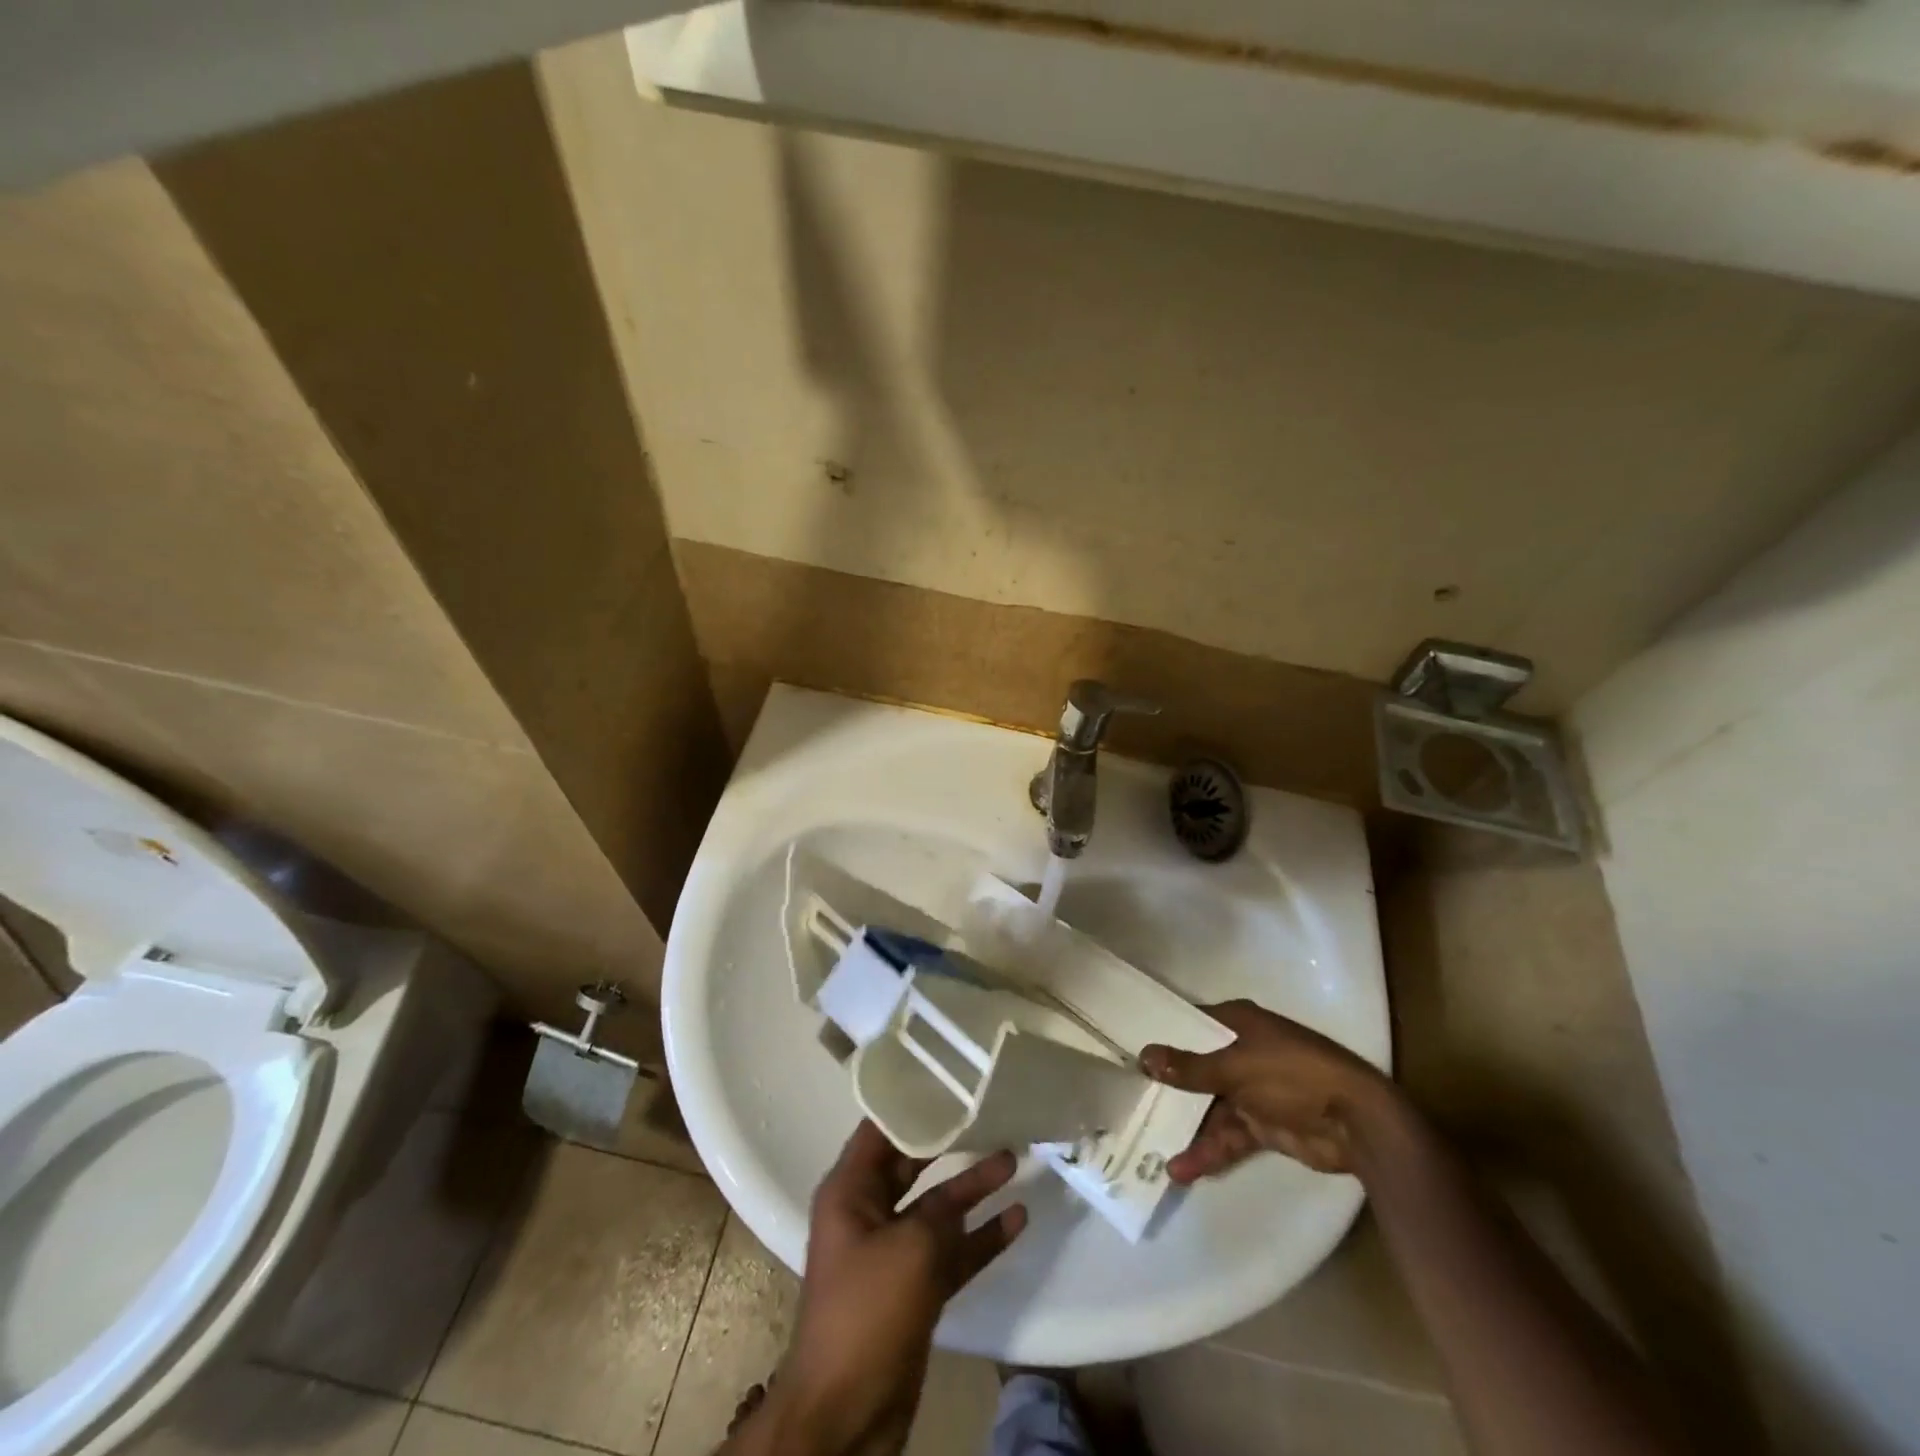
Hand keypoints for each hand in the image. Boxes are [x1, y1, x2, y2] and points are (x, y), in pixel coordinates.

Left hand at [741, 1122, 1027, 1455]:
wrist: (845, 1415)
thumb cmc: (867, 1312)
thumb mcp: (910, 1248)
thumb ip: (941, 1211)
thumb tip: (965, 1191)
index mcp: (850, 1191)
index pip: (881, 1129)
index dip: (912, 1102)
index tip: (949, 1078)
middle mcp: (869, 1212)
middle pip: (914, 1164)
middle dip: (951, 1142)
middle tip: (989, 1112)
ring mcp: (893, 1252)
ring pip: (938, 1207)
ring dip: (973, 1187)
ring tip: (1013, 1158)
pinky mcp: (914, 1288)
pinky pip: (951, 1250)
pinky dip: (980, 1237)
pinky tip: (1017, 1219)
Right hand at [1141, 999, 1397, 1178]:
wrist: (1356, 1123)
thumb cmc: (1293, 1074)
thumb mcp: (1236, 1067)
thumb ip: (1190, 1067)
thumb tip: (1144, 1056)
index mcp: (1237, 1024)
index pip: (1190, 1024)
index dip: (1162, 1036)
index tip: (1128, 1049)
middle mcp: (1241, 1052)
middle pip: (1196, 1068)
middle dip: (1168, 1088)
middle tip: (1128, 1102)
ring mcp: (1252, 1090)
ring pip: (1209, 1107)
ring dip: (1185, 1127)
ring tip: (1149, 1147)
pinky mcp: (1263, 1125)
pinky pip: (1227, 1135)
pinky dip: (1208, 1151)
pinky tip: (1182, 1169)